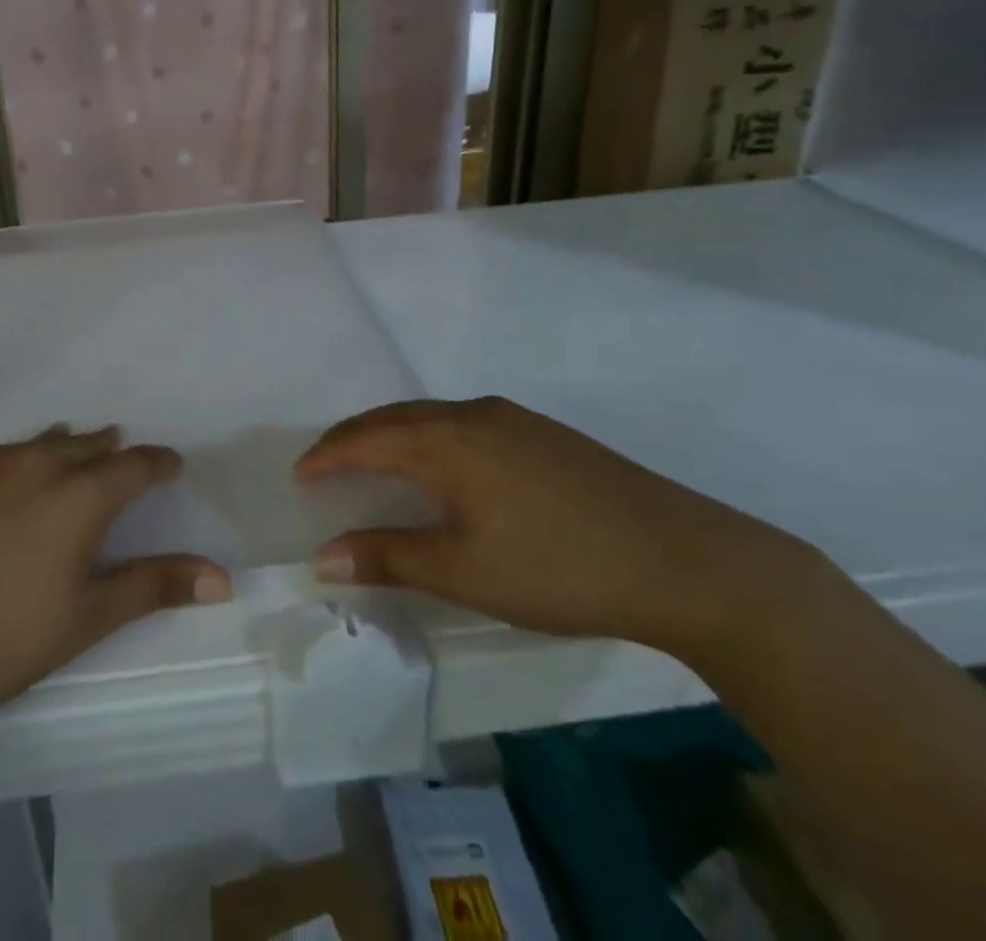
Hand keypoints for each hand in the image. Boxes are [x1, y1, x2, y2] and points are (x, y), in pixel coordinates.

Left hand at [0, 427, 230, 727]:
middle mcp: (35, 463)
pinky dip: (13, 463)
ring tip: (70, 457)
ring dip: (62, 450)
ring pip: (38, 444)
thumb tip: (223, 578)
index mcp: (78, 495)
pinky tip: (1, 484)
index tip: (171, 465)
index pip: (134, 465)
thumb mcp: (84, 619)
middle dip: (110, 452)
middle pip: (86, 445)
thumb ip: (153, 587)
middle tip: (121, 458)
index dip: (158, 464)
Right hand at [296, 398, 815, 654]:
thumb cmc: (558, 567)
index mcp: (446, 440)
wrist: (685, 560)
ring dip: (393, 434)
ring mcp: (514, 419)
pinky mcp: (545, 434)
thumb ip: (388, 558)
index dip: (328, 454)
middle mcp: (473, 414)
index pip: (366, 437)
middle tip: (326, 465)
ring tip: (374, 463)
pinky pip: (464, 423)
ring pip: (432, 416)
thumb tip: (322, 558)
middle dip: (354, 438)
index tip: (300, 474)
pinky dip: (430, 437)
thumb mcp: (463, 571)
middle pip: (395, 417)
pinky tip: (444, 467)